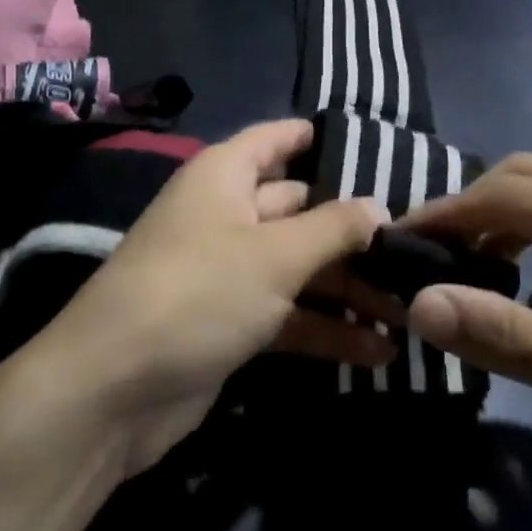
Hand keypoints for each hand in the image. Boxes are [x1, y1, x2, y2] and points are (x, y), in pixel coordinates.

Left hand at [32, 120, 391, 477]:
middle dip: (355, 232)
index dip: (323, 139)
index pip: (279, 139)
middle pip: (301, 210)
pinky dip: (326, 330)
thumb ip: (333, 227)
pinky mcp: (231, 323)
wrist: (112, 391)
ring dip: (350, 290)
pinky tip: (377, 352)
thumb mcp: (275, 256)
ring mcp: (228, 272)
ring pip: (300, 268)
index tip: (381, 152)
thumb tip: (378, 207)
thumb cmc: (198, 294)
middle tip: (419, 251)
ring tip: (410, 312)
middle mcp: (227, 215)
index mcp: (225, 176)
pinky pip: (288, 314)